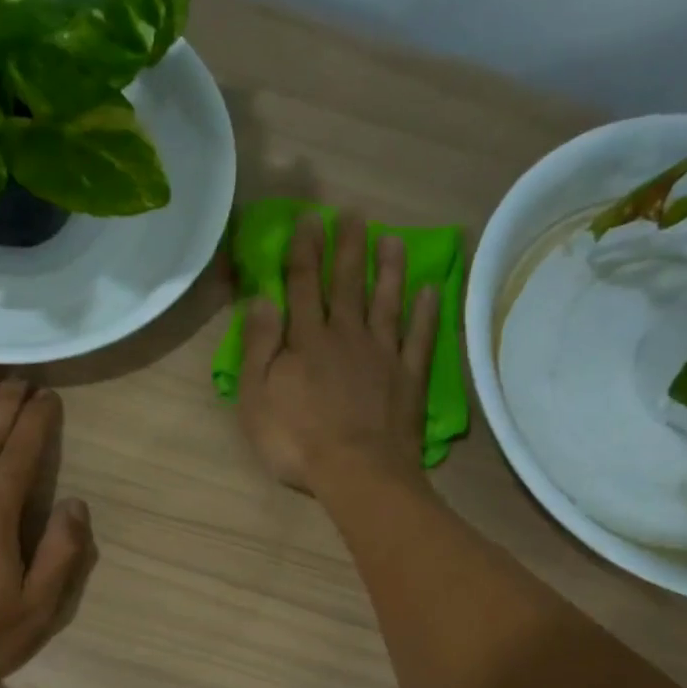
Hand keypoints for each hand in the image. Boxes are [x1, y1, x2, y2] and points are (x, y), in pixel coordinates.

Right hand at [237, 214, 438, 493]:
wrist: (357, 472)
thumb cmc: (295, 440)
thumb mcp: (256, 397)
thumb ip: (259, 346)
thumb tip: (262, 299)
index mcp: (306, 341)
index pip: (303, 285)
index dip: (305, 250)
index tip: (310, 219)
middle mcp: (346, 337)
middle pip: (347, 285)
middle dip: (348, 248)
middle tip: (354, 215)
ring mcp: (382, 355)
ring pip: (386, 303)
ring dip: (389, 270)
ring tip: (393, 240)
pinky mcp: (408, 378)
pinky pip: (419, 338)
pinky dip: (426, 313)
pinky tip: (430, 291)